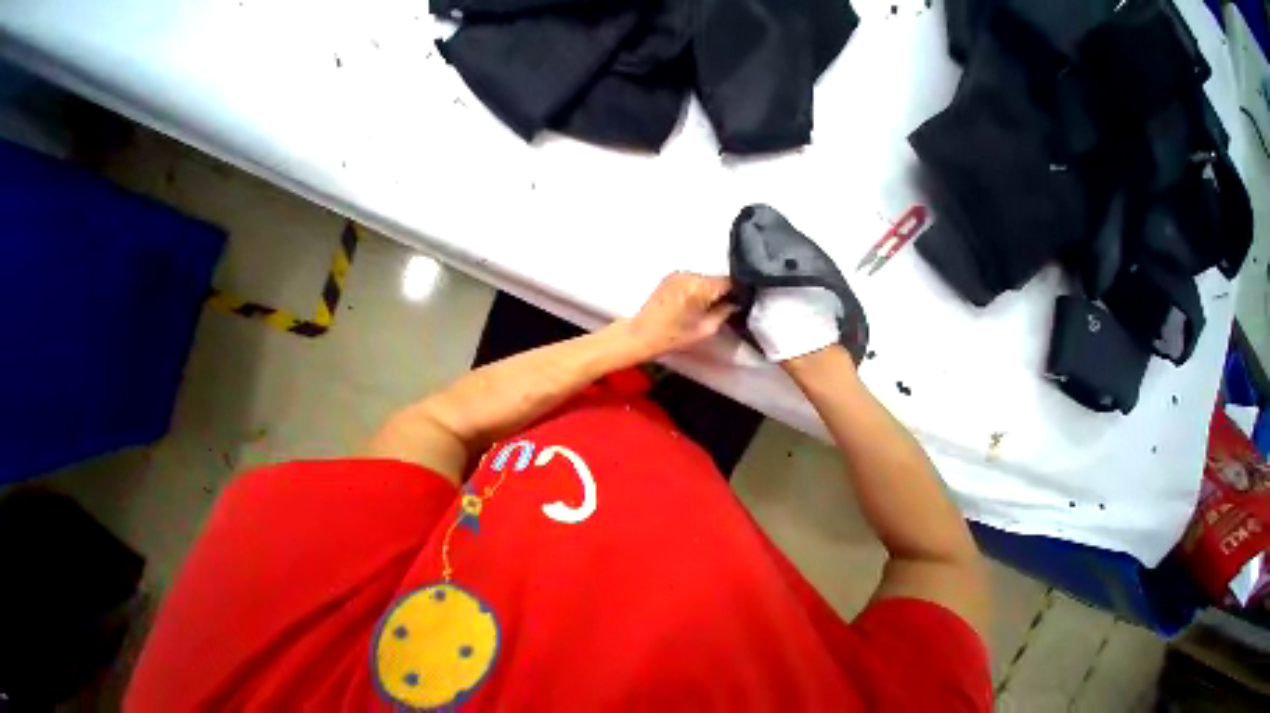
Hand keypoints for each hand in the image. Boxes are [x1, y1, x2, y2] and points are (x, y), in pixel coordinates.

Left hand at [621, 272, 734, 360]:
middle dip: (720, 292)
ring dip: (707, 290)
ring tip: (703, 307)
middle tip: (721, 308)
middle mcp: (688, 275)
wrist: (641, 334)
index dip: (736, 292)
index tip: (737, 303)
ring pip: (703, 279)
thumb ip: (724, 313)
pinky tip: (691, 303)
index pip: (728, 282)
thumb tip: (735, 303)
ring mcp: (677, 274)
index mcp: (698, 287)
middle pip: (715, 279)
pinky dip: (695, 289)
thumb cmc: (671, 337)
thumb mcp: (705, 330)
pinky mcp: (670, 277)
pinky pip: (691, 280)